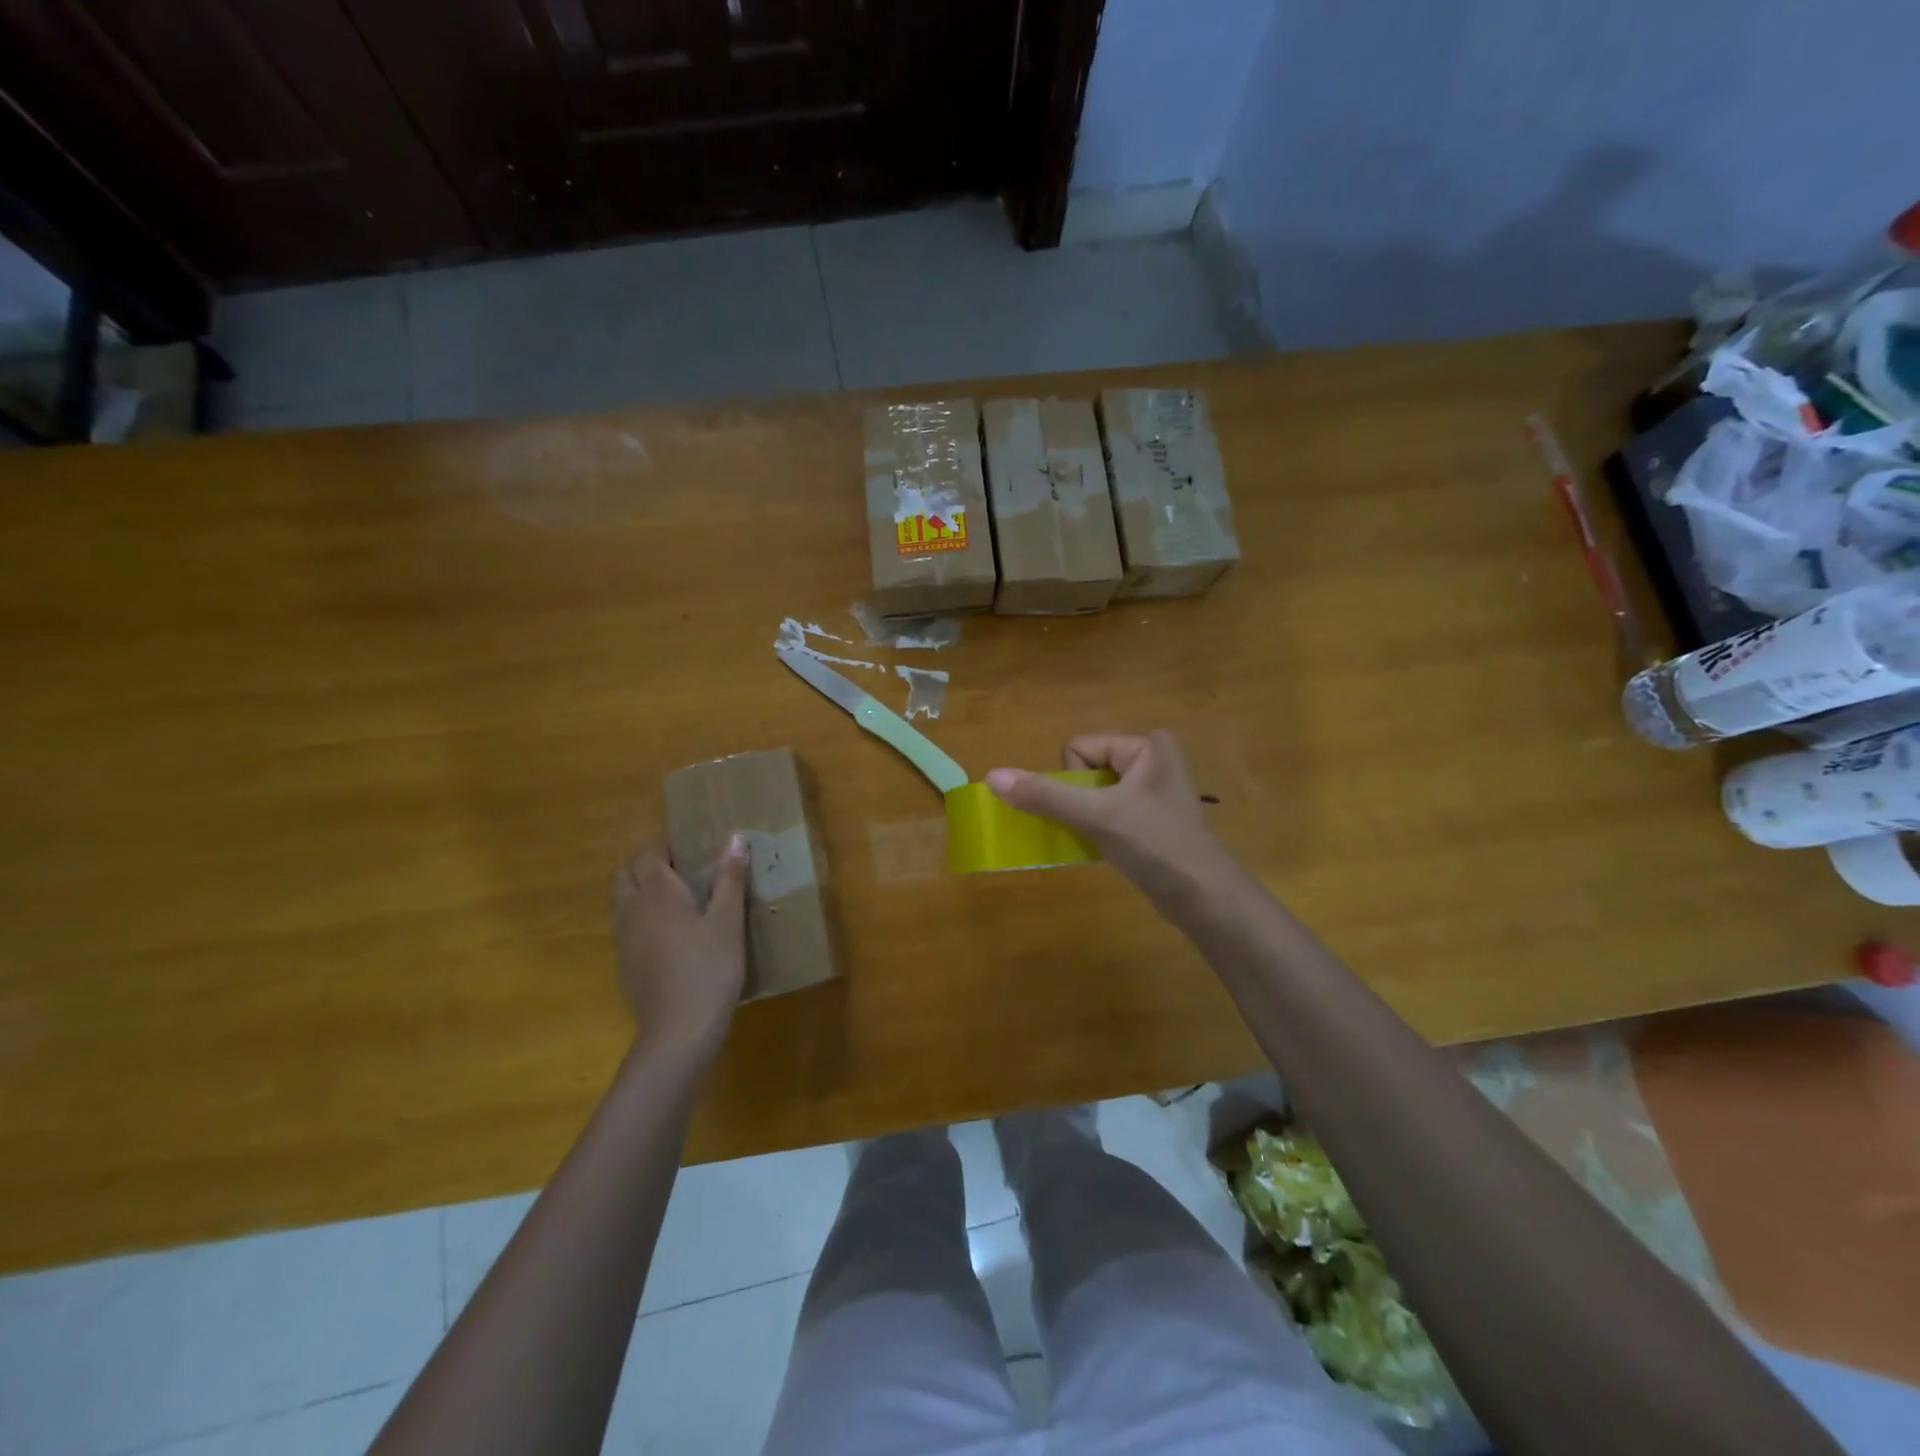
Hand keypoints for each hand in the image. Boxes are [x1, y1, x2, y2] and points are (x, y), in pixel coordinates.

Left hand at [612, 836, 749, 1063]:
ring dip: (641, 890)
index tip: (690, 842)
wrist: (678, 1031)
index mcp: (657, 891)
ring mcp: (623, 938)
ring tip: (677, 897)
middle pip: (626, 873)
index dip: (664, 843)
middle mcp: (631, 908)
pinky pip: (626, 926)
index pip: (648, 852)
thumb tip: (735, 838)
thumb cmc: (709, 967)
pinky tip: (670, 934)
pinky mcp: (624, 964)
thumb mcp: (729, 921)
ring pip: (622, 900)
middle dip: (647, 864)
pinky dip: (641, 918)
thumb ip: (730, 878)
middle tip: (683, 867)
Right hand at [985, 731, 1230, 908]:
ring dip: (1087, 817)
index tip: (1098, 810)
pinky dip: (1099, 828)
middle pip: (1084, 769)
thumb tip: (993, 776)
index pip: (1079, 748)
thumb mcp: (1096, 816)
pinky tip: (1112, 849)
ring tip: (1110, 839)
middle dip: (1080, 801)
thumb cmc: (1154, 845)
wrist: (1203, 898)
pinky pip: (1107, 811)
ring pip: (1092, 793)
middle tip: (1105, 826)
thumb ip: (1044, 795)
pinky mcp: (1150, 817)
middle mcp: (1152, 758)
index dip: (1074, 782)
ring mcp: (1152, 789)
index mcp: (1146, 744)